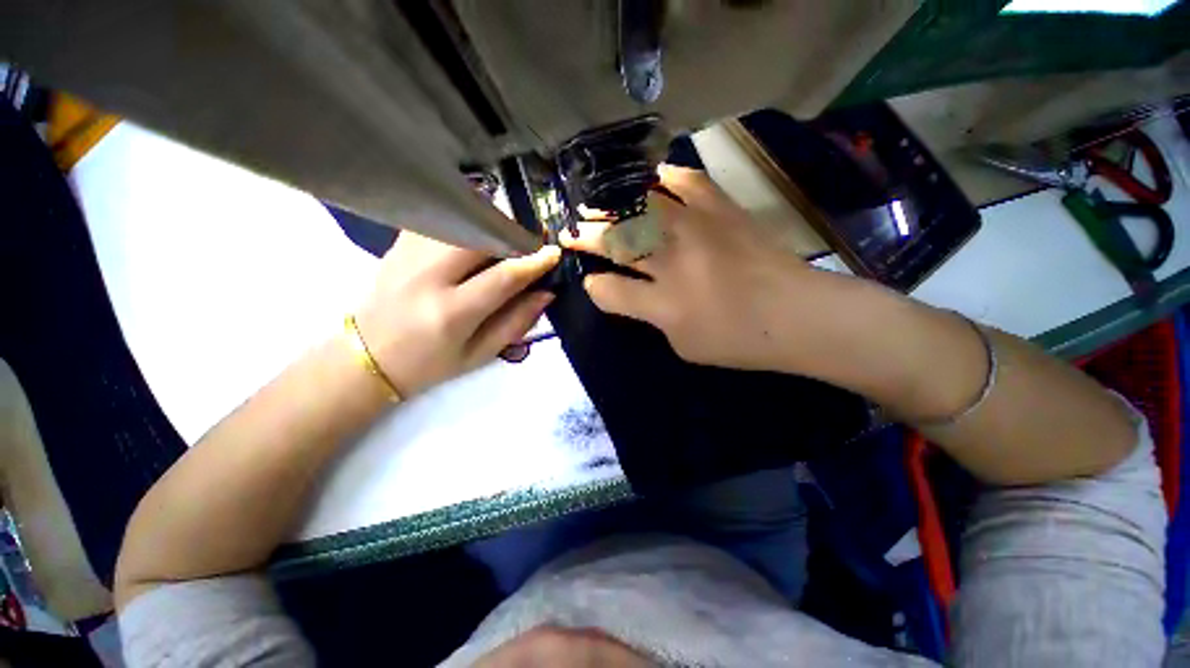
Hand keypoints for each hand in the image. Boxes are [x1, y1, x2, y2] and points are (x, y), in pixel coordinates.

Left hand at [355, 232, 559, 396]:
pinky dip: (465, 221)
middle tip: (532, 239)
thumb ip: (517, 322)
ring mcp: (408, 255)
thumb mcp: (480, 354)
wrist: (366, 357)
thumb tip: (546, 293)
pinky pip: (440, 220)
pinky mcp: (398, 244)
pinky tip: (476, 235)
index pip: (503, 277)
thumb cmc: (430, 364)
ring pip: (459, 221)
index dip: (534, 262)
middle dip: (514, 233)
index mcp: (451, 313)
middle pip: (480, 236)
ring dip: (491, 224)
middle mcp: (428, 277)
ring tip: (508, 237)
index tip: (554, 252)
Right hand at [565, 164, 828, 371]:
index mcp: (663, 304)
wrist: (799, 315)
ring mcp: (698, 230)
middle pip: (617, 240)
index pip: (608, 291)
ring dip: (613, 206)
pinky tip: (653, 181)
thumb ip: (649, 316)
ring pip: (641, 207)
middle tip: (572, 231)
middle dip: (587, 236)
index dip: (594, 287)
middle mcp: (674, 262)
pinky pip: (687, 182)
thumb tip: (627, 291)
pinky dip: (664, 179)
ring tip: (600, 204)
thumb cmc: (739, 341)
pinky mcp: (723, 211)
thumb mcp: (683, 345)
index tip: (591, 282)